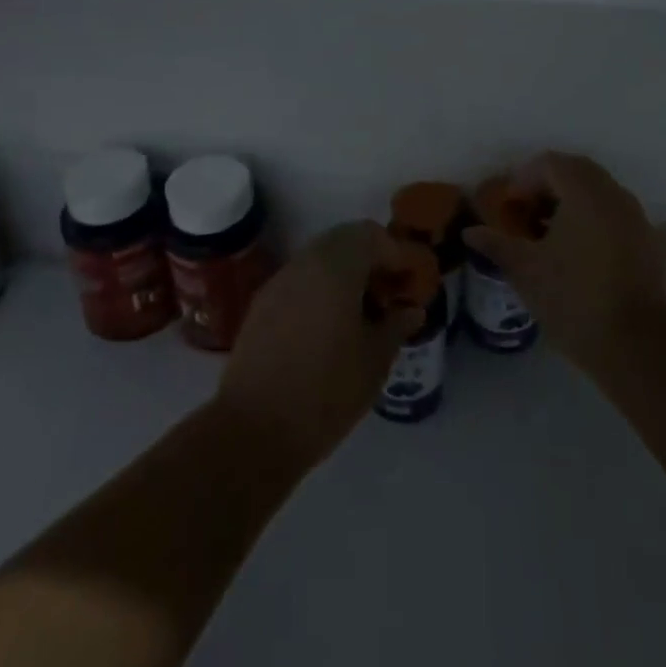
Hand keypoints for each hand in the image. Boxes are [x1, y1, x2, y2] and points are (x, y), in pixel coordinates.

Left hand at [215, 221, 423, 470]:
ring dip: (345, 274)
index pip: (372, 236)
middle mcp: (304, 263)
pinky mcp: (262, 305)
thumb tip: (412, 310)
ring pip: (320, 259)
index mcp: (336, 267)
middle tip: (389, 295)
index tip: (410, 283)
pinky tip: (331, 327)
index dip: (396, 254)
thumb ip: (396, 325)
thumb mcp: (375, 360)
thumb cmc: (326, 391)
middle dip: (371, 260)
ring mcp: (279, 282)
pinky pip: (300, 280)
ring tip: (362, 314)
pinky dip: (321, 289)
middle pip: (344, 241)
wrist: (254, 430)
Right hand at [464, 153, 665, 373]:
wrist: (637, 346)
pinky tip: (582, 253)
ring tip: (552, 235)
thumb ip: (496, 244)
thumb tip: (470, 231)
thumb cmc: (573, 299)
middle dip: (549, 186)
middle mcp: (614, 195)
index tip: (510, 205)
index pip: (550, 163)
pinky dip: (596, 220)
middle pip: (578, 171)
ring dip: (573, 202)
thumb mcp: (526, 271)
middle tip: (528, 214)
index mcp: (583, 192)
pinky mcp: (652, 243)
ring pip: (600, 192)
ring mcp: (638, 217)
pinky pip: (617, 215)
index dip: (524, 178)